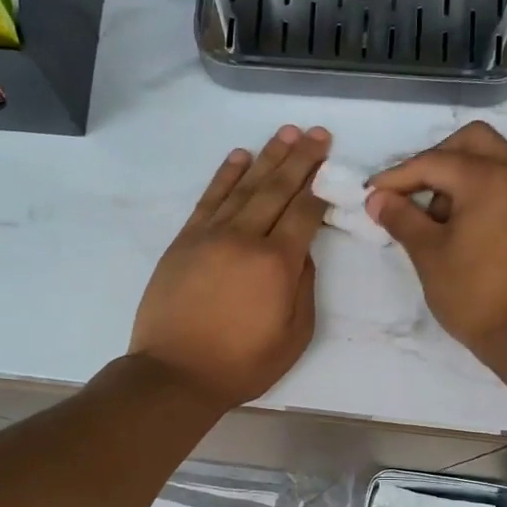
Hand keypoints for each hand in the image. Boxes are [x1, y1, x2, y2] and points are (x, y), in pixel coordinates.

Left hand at [130, 125, 328, 407]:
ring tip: (286, 132)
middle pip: (277, 189)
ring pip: (244, 186)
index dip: (320, 186)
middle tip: (317, 133)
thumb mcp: (293, 337)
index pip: (304, 213)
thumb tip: (302, 253)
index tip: (331, 163)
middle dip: (300, 159)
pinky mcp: (185, 241)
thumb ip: (303, 289)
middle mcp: (244, 238)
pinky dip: (226, 175)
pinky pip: (209, 199)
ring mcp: (210, 235)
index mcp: (276, 264)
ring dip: (268, 157)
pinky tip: (240, 157)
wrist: (175, 374)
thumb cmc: (241, 364)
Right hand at [366, 121, 506, 365]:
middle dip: (436, 161)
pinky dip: (484, 188)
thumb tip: (377, 198)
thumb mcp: (428, 254)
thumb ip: (401, 218)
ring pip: (493, 158)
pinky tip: (464, 223)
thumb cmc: (473, 294)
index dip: (398, 176)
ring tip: (437, 218)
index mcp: (489, 179)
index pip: (434, 162)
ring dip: (461, 174)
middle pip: (471, 142)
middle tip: (411, 194)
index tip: (372, 194)